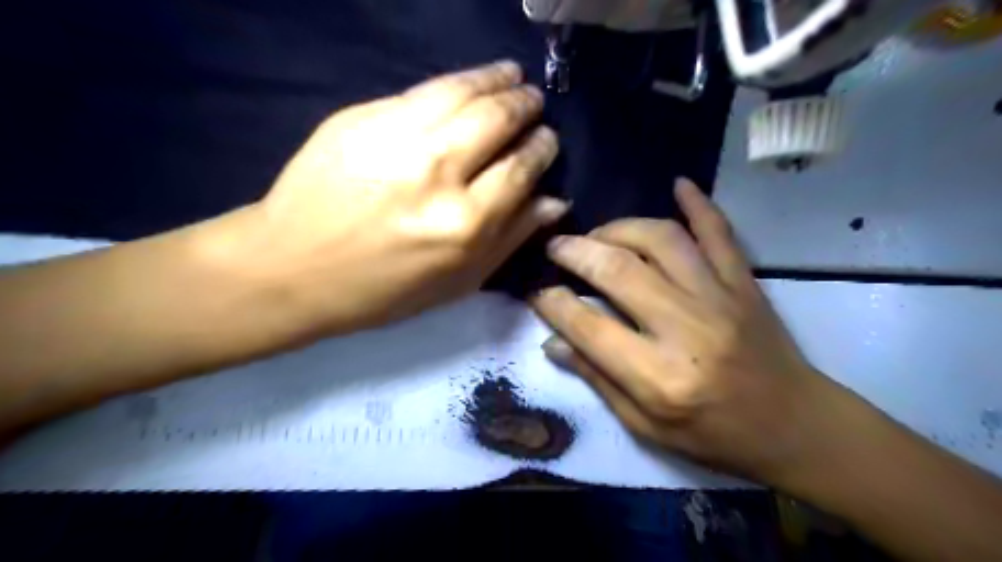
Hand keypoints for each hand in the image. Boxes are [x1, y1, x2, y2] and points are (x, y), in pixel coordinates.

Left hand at [231, 62, 565, 332]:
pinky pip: (422, 90)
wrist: (293, 268)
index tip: (546, 141)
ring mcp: (396, 137)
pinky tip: (469, 82)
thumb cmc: (384, 290)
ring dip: (496, 79)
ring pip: (463, 91)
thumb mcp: (458, 282)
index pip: (520, 169)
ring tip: (512, 76)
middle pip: (498, 120)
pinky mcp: (361, 117)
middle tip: (533, 104)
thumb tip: (555, 202)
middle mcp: (437, 173)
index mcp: (464, 224)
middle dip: (525, 106)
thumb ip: (511, 238)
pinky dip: (456, 81)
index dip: (541, 149)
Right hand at [528, 180, 847, 486]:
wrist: (796, 425)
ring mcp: (720, 297)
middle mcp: (686, 328)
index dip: (553, 303)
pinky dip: (699, 204)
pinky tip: (678, 184)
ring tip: (598, 235)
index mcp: (659, 377)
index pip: (589, 326)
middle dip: (575, 252)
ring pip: (661, 239)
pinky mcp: (743, 282)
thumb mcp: (646, 426)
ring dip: (620, 229)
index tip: (536, 290)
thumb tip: (553, 342)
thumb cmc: (714, 435)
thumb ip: (598, 380)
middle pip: (618, 270)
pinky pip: (720, 232)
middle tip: (555, 247)